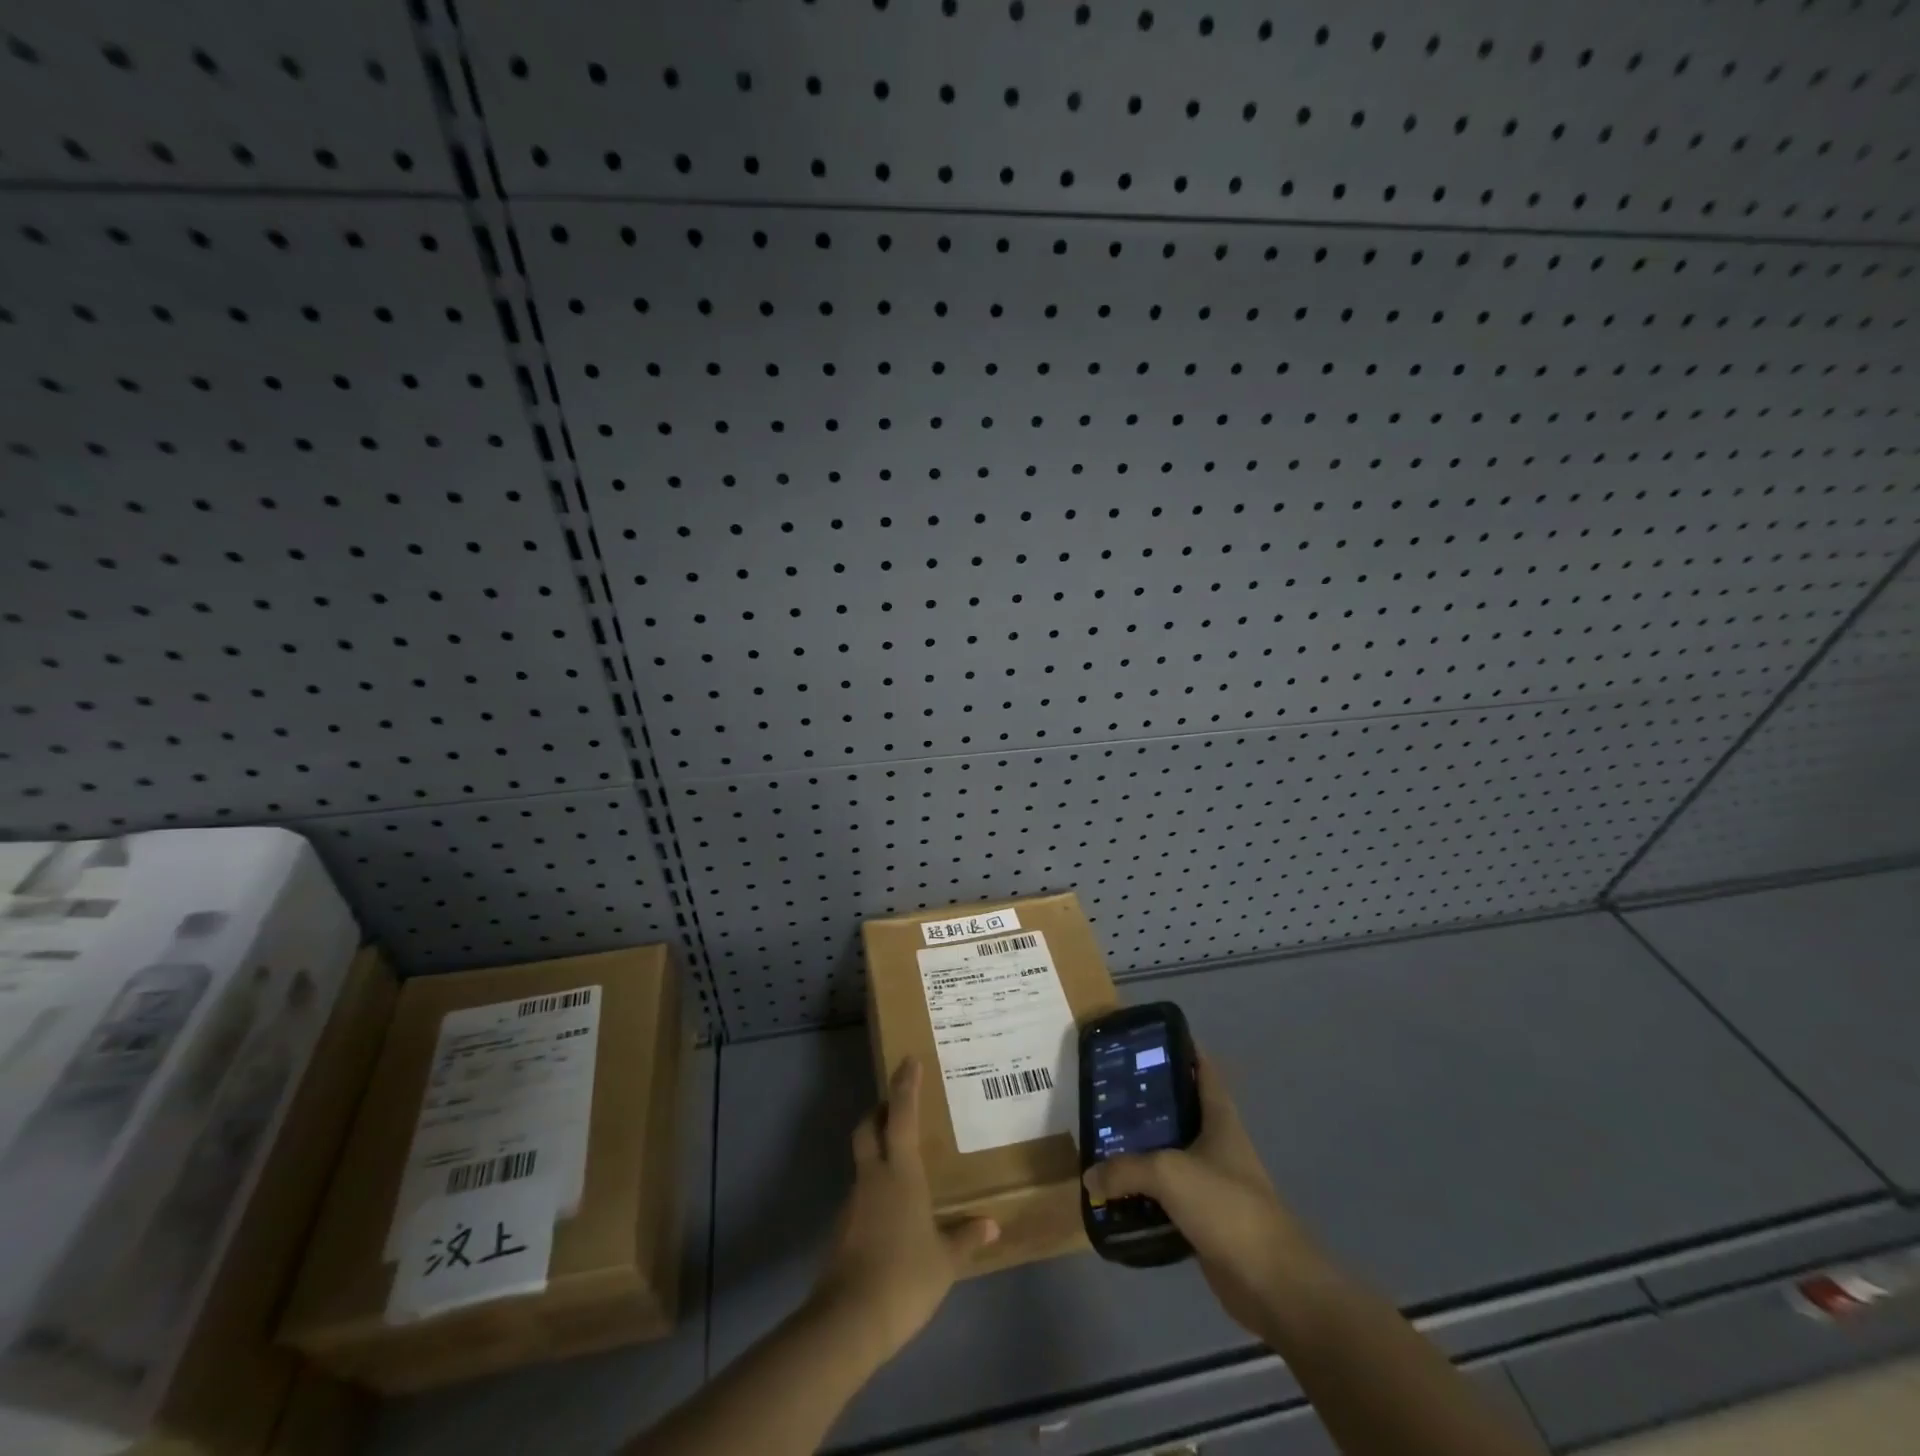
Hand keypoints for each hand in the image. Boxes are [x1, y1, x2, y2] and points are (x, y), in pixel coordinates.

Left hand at [809, 1057, 998, 1362]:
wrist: (849, 1320)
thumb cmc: (904, 1278)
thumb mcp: (945, 1261)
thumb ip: (966, 1237)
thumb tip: (992, 1224)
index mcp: (900, 1173)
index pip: (902, 1115)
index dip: (905, 1085)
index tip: (908, 1060)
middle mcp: (873, 1176)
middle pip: (869, 1127)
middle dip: (880, 1110)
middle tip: (897, 1107)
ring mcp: (854, 1201)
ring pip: (863, 1159)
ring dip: (877, 1149)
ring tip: (902, 1161)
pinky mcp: (843, 1227)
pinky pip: (861, 1192)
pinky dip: (874, 1186)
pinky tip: (891, 1209)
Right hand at [1083, 1054, 1333, 1343]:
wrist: (1271, 1282)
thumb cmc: (1226, 1206)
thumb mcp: (1168, 1173)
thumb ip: (1125, 1170)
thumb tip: (1090, 1177)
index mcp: (1219, 1118)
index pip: (1203, 1069)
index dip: (1180, 1049)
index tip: (1145, 1041)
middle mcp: (1217, 1143)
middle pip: (1180, 1110)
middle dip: (1147, 1102)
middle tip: (1108, 1093)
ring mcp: (1213, 1182)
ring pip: (1172, 1154)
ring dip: (1142, 1150)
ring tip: (1103, 1140)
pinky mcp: (1206, 1219)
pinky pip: (1169, 1197)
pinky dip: (1146, 1194)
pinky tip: (1118, 1193)